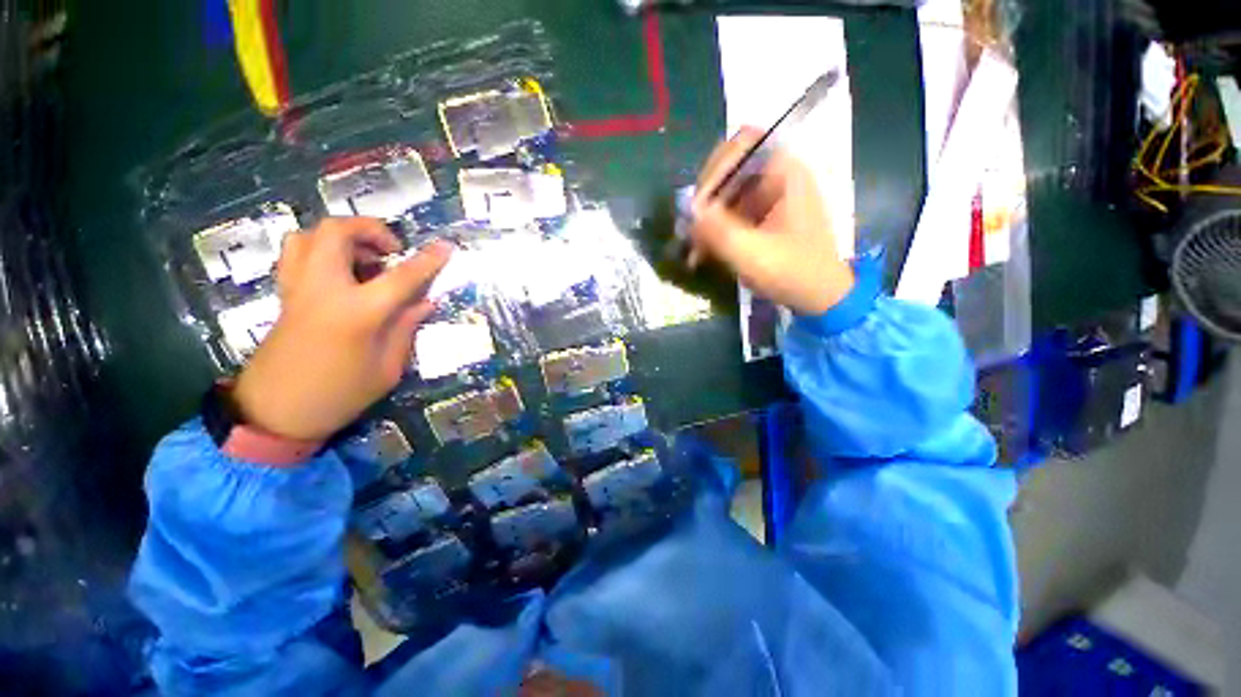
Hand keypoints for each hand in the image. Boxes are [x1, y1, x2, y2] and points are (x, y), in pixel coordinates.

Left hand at [232, 218, 451, 441]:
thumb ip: (405, 328)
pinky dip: (321, 249)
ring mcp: (298, 288)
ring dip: (342, 237)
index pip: (401, 277)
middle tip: (392, 250)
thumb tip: (424, 302)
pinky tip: (341, 272)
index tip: (447, 247)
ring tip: (365, 259)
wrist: (276, 411)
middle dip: (370, 229)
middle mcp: (323, 289)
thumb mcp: (387, 368)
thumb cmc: (340, 394)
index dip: (428, 260)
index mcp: (357, 313)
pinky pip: (297, 253)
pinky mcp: (286, 294)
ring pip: (309, 235)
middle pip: (338, 233)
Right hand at [689, 127, 853, 315]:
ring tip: (692, 247)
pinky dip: (714, 229)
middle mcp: (776, 176)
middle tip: (690, 228)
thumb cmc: (793, 272)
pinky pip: (729, 212)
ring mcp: (768, 196)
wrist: (820, 296)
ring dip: (705, 218)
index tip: (698, 205)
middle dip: (705, 198)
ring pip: (725, 193)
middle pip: (729, 168)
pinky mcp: (761, 215)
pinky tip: (702, 252)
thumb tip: (687, 209)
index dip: (715, 169)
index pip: (742, 143)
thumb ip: (718, 230)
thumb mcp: (752, 254)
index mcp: (785, 172)